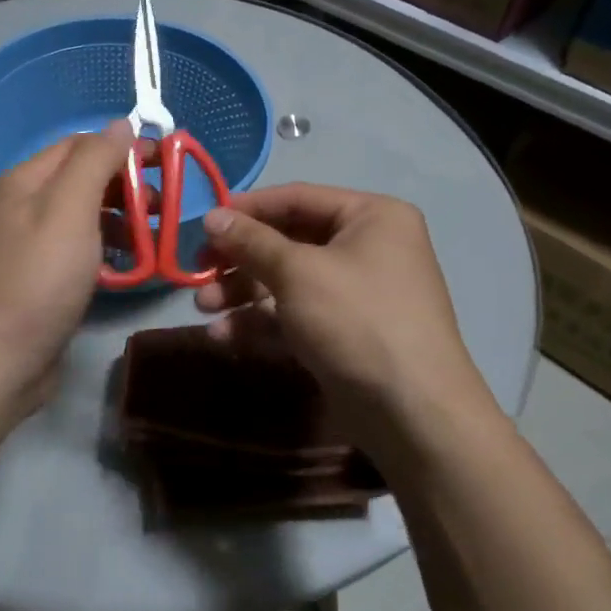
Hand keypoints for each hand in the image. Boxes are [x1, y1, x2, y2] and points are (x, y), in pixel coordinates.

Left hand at [0, 121, 136, 408]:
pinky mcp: (47, 279)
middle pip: (86, 179)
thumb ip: (95, 161)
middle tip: (163, 206)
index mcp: (28, 180)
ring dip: (124, 220)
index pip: (82, 144)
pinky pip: (85, 251)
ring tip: (154, 239)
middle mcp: (28, 205)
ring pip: (89, 217)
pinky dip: (111, 251)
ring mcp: (36, 245)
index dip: (124, 148)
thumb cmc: (37, 278)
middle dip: (127, 186)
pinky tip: (132, 267)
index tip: (166, 163)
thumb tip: (121, 123)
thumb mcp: (69, 209)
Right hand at [195, 184, 500, 436]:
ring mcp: (355, 294)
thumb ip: (251, 241)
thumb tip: (212, 215)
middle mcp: (367, 248)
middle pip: (288, 242)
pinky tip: (224, 337)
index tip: (203, 223)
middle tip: (198, 272)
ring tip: (204, 308)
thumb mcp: (298, 273)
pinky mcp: (343, 333)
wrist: (412, 412)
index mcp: (371, 217)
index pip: (297, 198)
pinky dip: (261, 323)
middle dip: (240, 260)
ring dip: (242, 293)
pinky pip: (295, 316)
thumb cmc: (357, 320)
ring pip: (287, 282)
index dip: (247, 209)